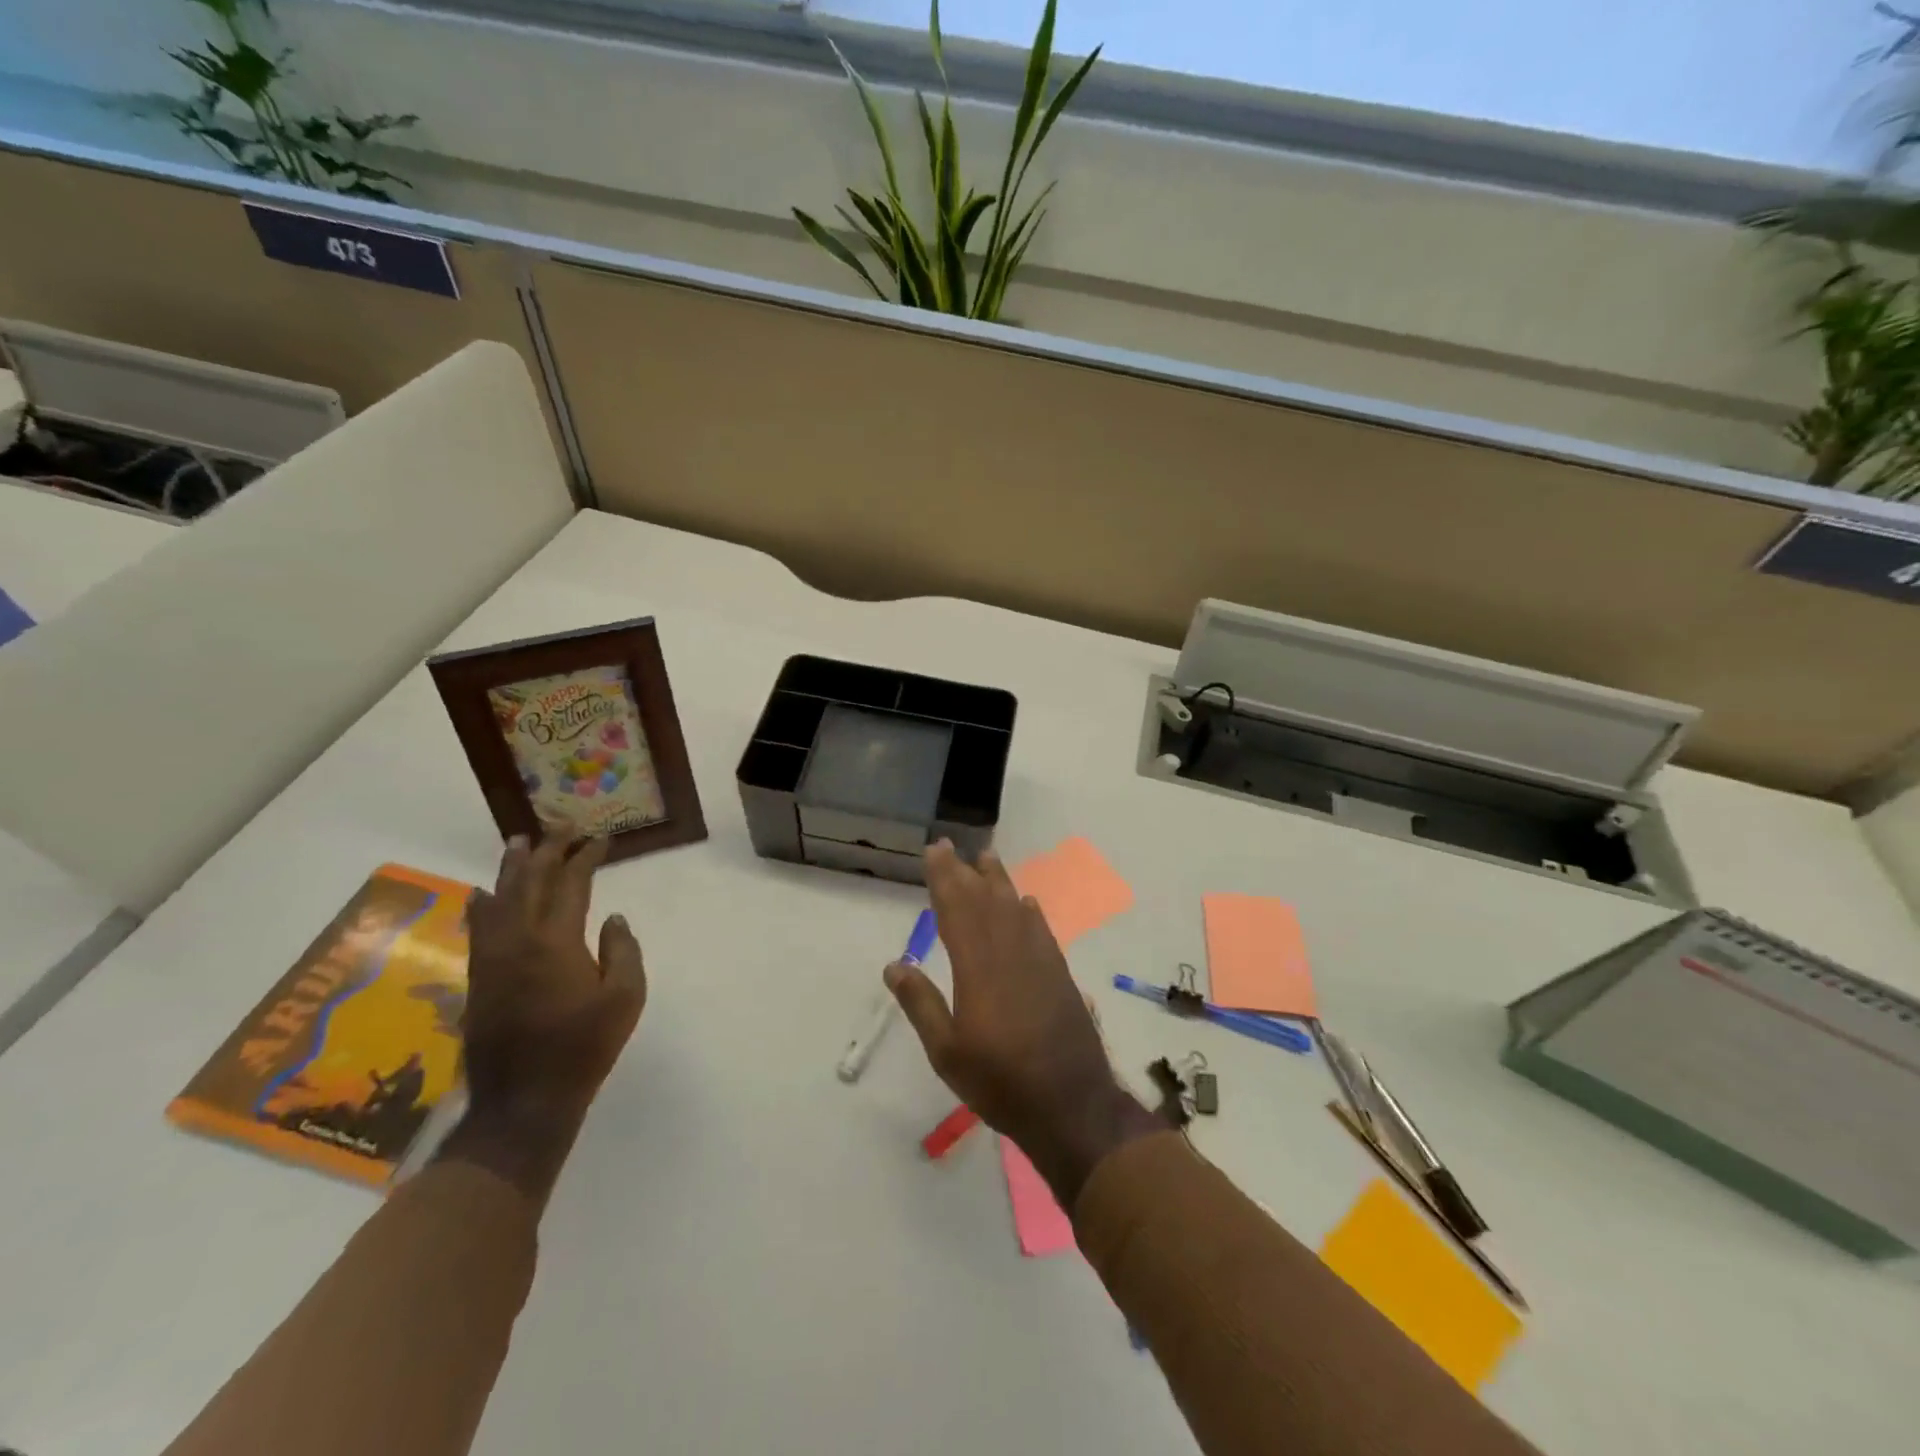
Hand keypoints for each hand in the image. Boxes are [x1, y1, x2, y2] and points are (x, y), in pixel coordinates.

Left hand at [439, 828, 644, 1203]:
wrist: (524, 1100)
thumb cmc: (584, 1046)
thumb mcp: (625, 997)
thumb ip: (622, 950)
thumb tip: (612, 919)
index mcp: (556, 941)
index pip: (571, 884)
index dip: (586, 857)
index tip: (600, 838)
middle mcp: (518, 939)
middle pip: (530, 881)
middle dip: (548, 849)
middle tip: (561, 826)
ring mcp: (492, 958)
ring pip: (499, 898)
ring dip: (512, 868)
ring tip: (519, 841)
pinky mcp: (479, 977)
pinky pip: (479, 927)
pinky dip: (483, 903)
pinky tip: (484, 893)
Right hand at [885, 842, 1161, 1206]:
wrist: (1071, 1103)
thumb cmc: (1000, 1081)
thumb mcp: (947, 1053)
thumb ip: (921, 1004)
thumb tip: (894, 964)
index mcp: (977, 968)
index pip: (956, 910)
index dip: (944, 878)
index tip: (934, 851)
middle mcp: (1009, 952)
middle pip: (984, 901)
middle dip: (965, 871)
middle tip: (950, 845)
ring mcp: (1039, 960)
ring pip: (1014, 907)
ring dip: (999, 880)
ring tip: (986, 857)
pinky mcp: (1059, 973)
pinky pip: (1041, 929)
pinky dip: (1030, 911)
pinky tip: (1026, 902)